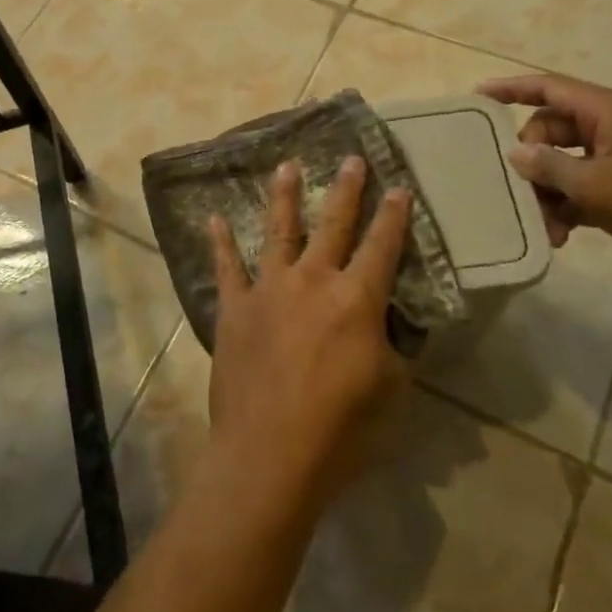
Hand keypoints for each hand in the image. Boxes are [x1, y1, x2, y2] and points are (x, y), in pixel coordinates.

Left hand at [206, 156, 411, 511]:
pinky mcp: (235, 307)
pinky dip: (219, 242)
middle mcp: (313, 281)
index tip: (398, 186)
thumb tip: (392, 324)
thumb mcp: (391, 390)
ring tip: (285, 166)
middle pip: (333, 224)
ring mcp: (269, 289)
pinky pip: (227, 267)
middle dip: (345, 189)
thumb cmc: (341, 429)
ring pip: (278, 230)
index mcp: (357, 300)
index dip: (394, 216)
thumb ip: (394, 347)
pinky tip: (213, 218)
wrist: (271, 453)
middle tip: (350, 158)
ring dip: (283, 196)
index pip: (382, 247)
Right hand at [477, 74, 611, 298]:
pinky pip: (579, 189)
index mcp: (606, 113)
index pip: (548, 88)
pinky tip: (559, 236)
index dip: (511, 89)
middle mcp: (609, 130)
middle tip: (517, 189)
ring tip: (543, 225)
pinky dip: (565, 207)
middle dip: (530, 159)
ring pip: (561, 164)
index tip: (476, 95)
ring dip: (546, 192)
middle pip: (549, 130)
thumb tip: (515, 153)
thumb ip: (548, 166)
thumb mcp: (596, 186)